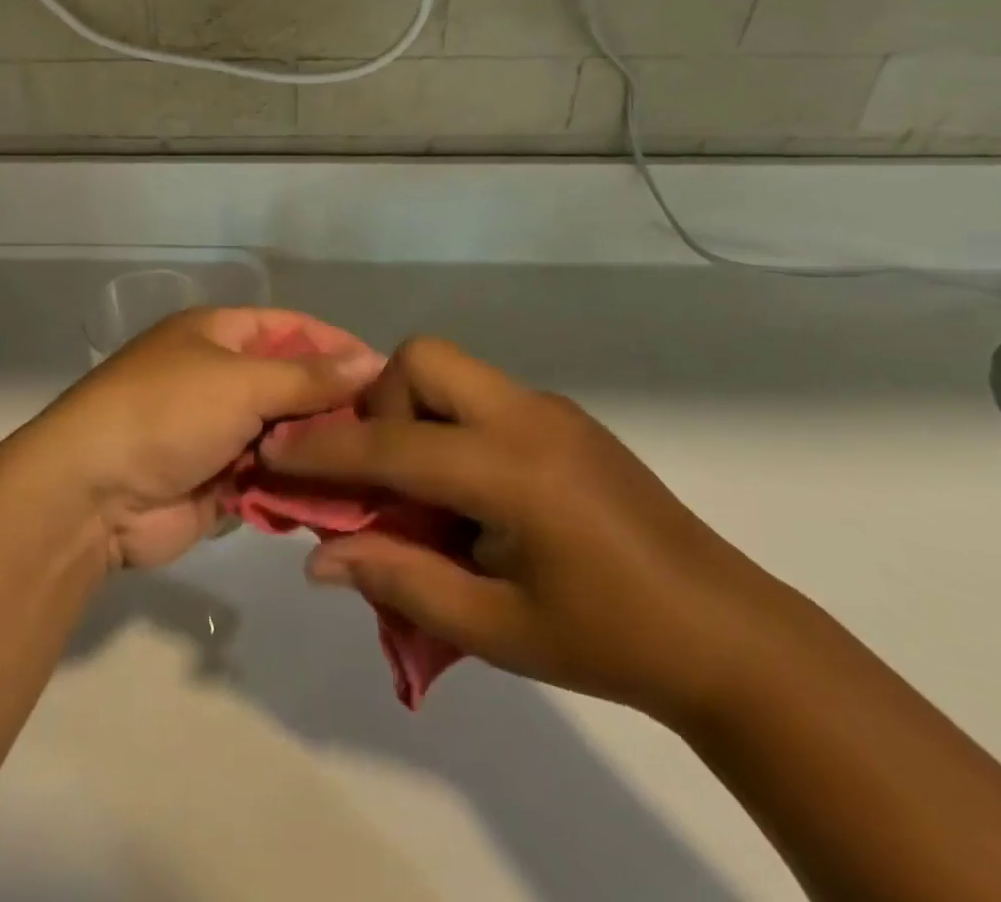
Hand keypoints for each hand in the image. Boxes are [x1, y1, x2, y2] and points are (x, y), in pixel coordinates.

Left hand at [37, 308, 381, 570]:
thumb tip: (370, 360)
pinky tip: (341, 503)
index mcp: (218, 335)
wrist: (92, 494)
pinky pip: (270, 481)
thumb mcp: (241, 383)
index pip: (291, 328)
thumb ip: (308, 377)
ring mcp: (218, 433)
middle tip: (390, 432)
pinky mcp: (218, 483)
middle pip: (292, 386)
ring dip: (320, 454)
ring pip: (285, 438)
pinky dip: (298, 490)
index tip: (387, 373)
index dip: (337, 346)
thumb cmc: (167, 412)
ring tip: (376, 471)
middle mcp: (220, 378)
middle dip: (334, 407)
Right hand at [261, 336, 786, 720]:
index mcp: (512, 470)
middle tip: (384, 473)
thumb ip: (402, 581)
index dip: (324, 451)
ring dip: (414, 412)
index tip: (273, 452)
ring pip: (451, 369)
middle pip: (423, 358)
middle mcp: (527, 417)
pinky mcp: (563, 417)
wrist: (728, 634)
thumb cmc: (608, 641)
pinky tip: (471, 493)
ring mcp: (549, 409)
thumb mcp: (495, 630)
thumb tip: (321, 557)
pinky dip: (450, 425)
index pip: (392, 446)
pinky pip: (481, 395)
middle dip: (380, 404)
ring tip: (425, 489)